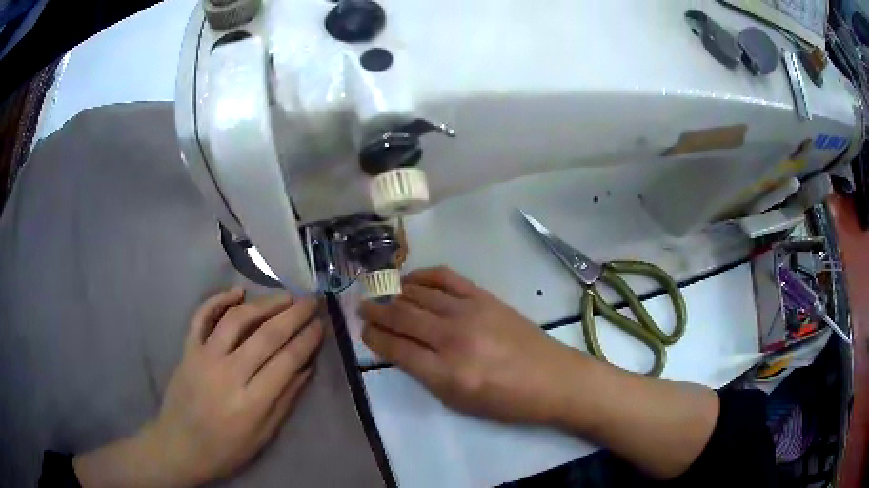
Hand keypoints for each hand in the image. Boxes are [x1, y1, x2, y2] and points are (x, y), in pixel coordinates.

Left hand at [74, 289, 324, 487]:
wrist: (180, 446)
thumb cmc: (226, 449)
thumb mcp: (263, 436)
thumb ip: (285, 400)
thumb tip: (306, 367)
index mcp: (252, 402)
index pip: (286, 361)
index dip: (307, 340)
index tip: (321, 325)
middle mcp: (229, 374)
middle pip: (266, 336)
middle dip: (294, 315)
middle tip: (311, 301)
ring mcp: (204, 358)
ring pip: (237, 320)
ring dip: (264, 304)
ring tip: (284, 296)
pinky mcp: (187, 350)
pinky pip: (201, 317)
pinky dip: (218, 300)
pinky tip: (237, 292)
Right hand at [359, 267, 578, 424]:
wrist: (552, 379)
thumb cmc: (506, 401)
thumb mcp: (459, 402)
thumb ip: (426, 375)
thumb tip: (400, 348)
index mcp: (446, 373)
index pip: (396, 348)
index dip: (374, 338)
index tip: (363, 332)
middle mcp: (453, 338)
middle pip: (402, 317)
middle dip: (376, 312)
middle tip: (362, 309)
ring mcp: (470, 312)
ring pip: (419, 295)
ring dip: (394, 294)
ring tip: (382, 295)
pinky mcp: (484, 297)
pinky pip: (446, 278)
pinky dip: (424, 276)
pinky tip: (411, 280)